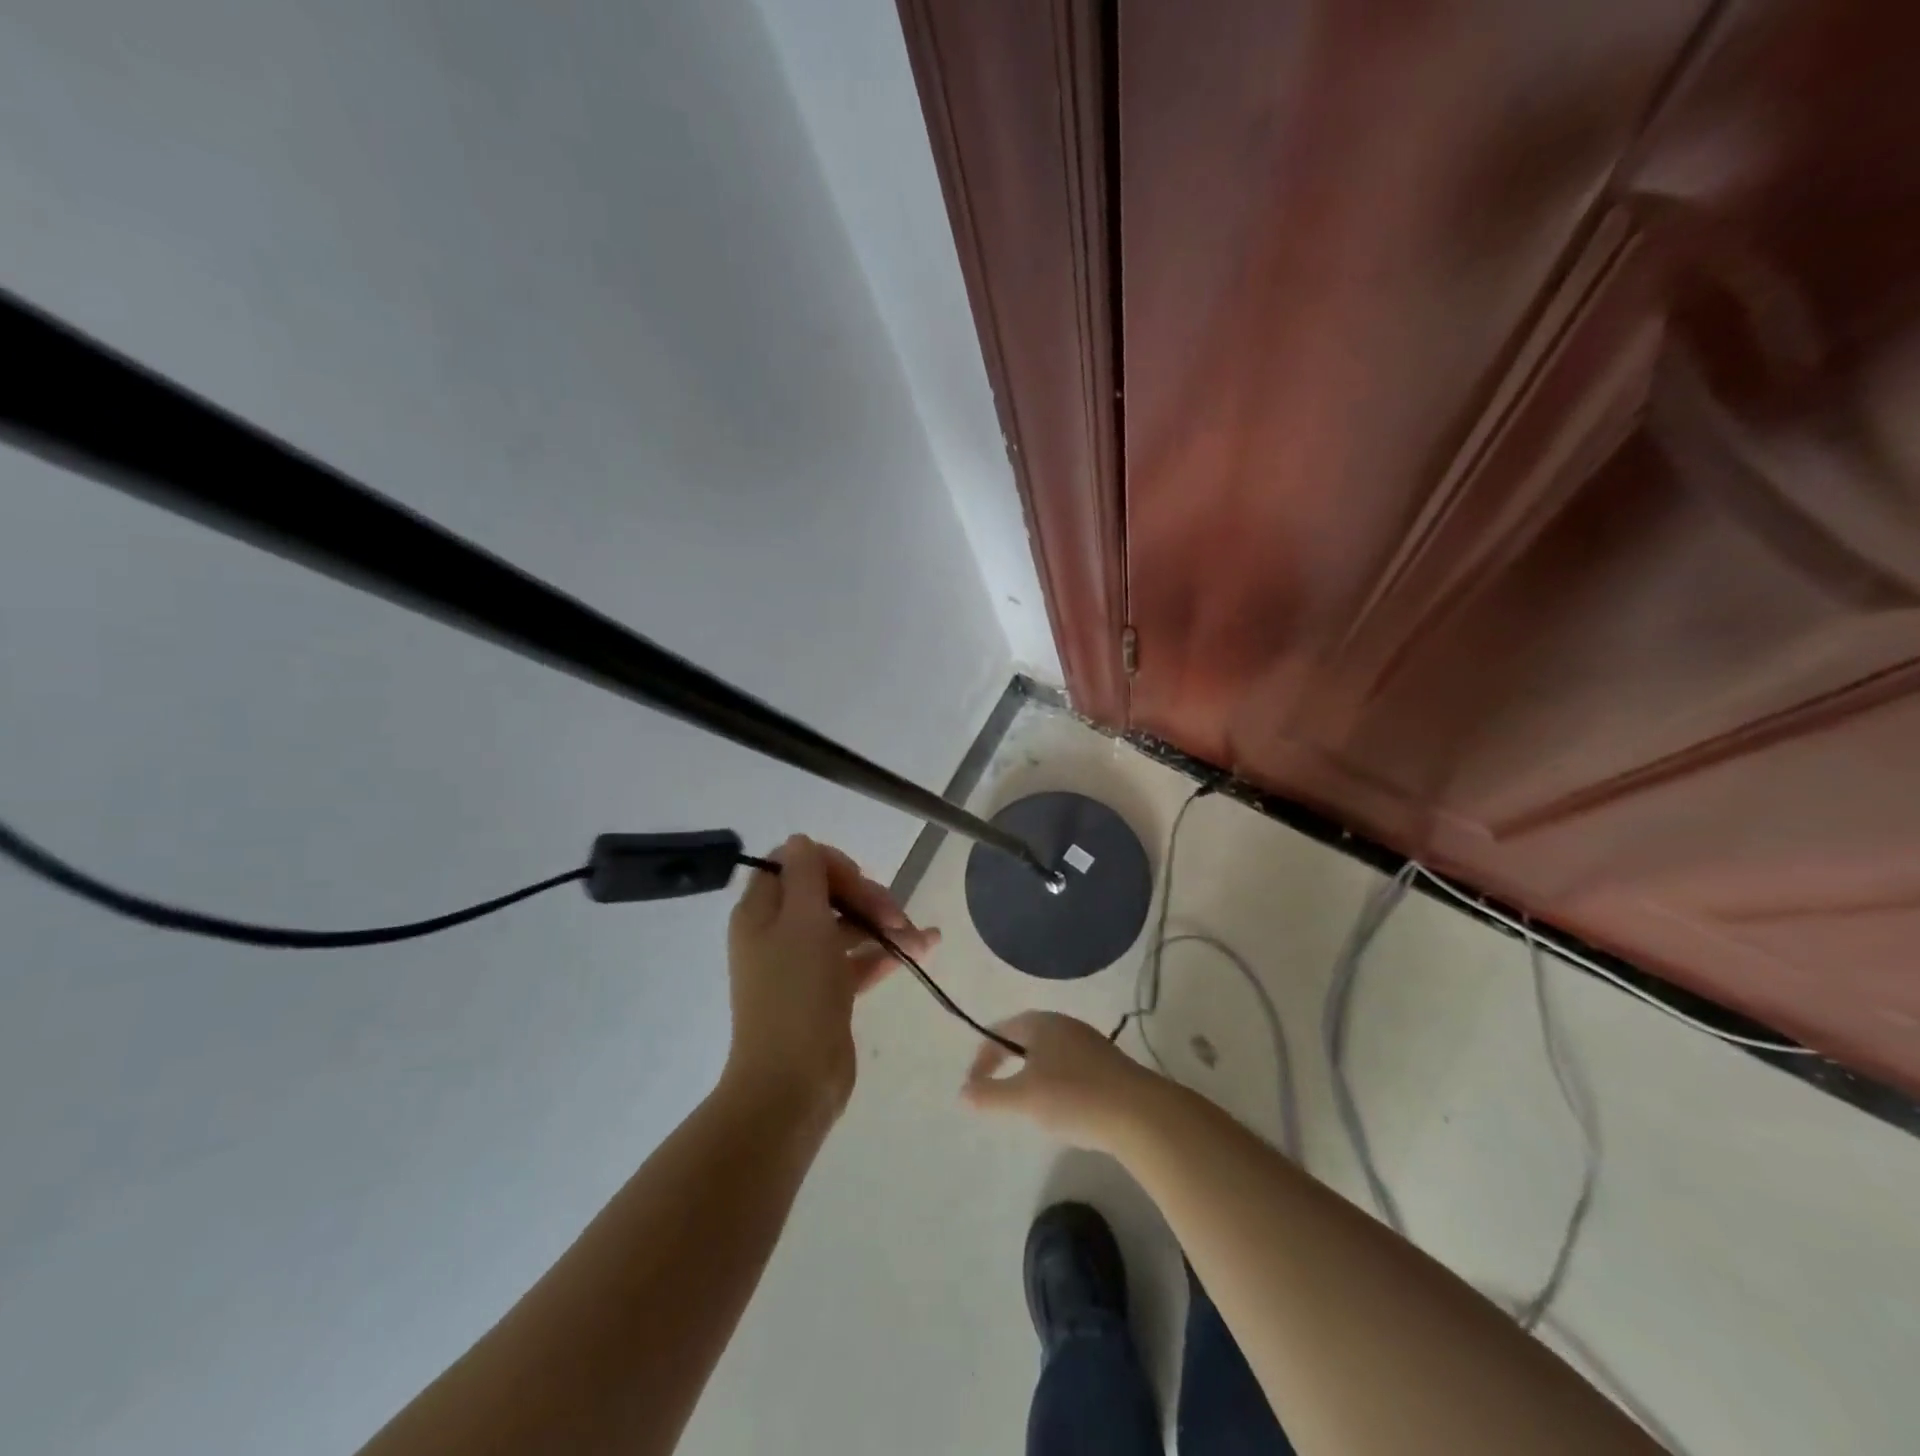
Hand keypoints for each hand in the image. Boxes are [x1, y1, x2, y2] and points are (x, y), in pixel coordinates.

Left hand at [724, 834, 939, 1118]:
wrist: (793, 1083)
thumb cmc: (795, 993)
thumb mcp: (802, 921)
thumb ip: (806, 875)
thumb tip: (801, 841)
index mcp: (760, 912)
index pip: (792, 865)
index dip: (828, 864)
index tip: (858, 879)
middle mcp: (778, 933)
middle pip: (825, 893)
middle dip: (864, 896)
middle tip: (894, 914)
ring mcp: (804, 965)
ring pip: (846, 926)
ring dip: (883, 923)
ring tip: (918, 935)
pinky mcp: (827, 993)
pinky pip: (858, 960)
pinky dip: (887, 952)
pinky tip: (925, 947)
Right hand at [960, 1011, 1163, 1153]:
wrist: (1140, 1114)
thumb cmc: (1074, 1097)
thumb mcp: (1024, 1098)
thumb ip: (989, 1095)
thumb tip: (963, 1093)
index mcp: (1041, 1022)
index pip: (1000, 1030)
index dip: (982, 1057)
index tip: (973, 1088)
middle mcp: (1064, 1024)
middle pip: (1025, 1038)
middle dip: (1007, 1062)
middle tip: (996, 1092)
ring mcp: (1089, 1042)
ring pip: (1048, 1053)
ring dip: (1031, 1073)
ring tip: (1027, 1103)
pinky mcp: (1108, 1064)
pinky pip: (1069, 1066)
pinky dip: (1055, 1082)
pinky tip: (1063, 1108)